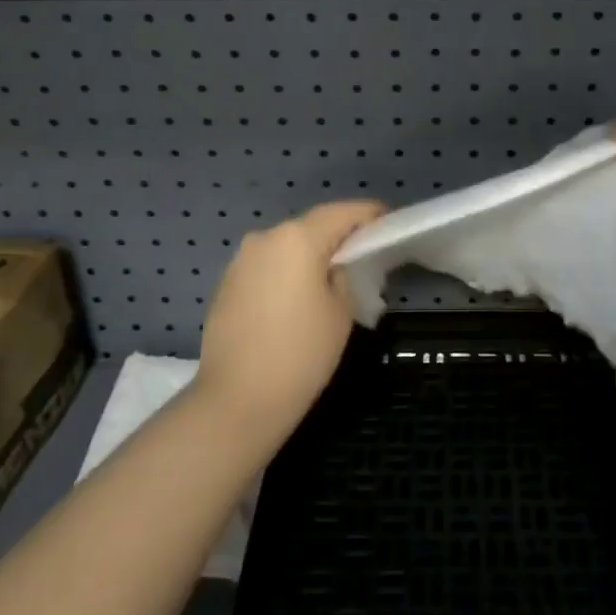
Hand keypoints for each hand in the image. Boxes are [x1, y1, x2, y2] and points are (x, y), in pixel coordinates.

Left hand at [193, 199, 384, 443]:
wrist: (236, 402)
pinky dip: (287, 271)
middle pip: (312, 225)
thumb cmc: (300, 354)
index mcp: (297, 238)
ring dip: (309, 253)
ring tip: (331, 276)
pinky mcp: (226, 283)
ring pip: (286, 245)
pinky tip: (298, 296)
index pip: (342, 212)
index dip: (369, 214)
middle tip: (363, 252)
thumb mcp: (341, 311)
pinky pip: (267, 265)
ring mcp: (241, 260)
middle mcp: (266, 237)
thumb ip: (343, 275)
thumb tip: (332, 268)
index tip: (388, 220)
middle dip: (338, 235)